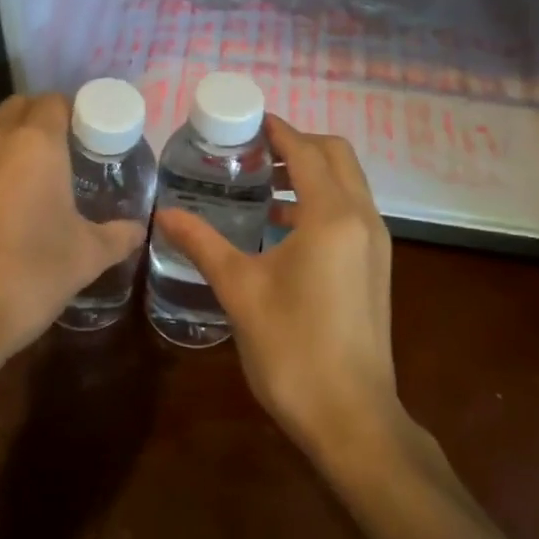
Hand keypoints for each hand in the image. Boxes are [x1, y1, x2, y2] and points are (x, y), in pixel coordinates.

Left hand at [0, 93, 144, 397]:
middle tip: (63, 154)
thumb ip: (116, 237)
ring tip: (30, 180)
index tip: (88, 136)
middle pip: (18, 108)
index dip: (73, 112)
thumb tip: (136, 230)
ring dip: (9, 142)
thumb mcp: (85, 258)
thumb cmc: (27, 277)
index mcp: (34, 143)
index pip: (55, 102)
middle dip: (40, 120)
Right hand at [152, 115, 409, 464]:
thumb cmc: (292, 348)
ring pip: (346, 184)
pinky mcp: (375, 268)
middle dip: (295, 145)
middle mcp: (363, 219)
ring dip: (309, 172)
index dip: (276, 129)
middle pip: (335, 156)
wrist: (351, 417)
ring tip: (259, 184)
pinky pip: (349, 212)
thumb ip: (201, 243)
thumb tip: (163, 213)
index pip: (305, 150)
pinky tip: (279, 227)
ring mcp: (375, 245)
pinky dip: (319, 201)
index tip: (242, 121)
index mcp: (332, 216)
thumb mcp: (239, 290)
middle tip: (249, 151)